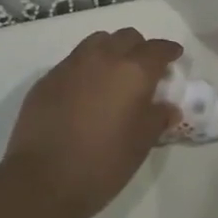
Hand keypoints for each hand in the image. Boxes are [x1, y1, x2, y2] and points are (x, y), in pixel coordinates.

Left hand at [4, 27, 181, 217]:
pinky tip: (84, 91)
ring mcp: (72, 64)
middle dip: (139, 48)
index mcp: (132, 71)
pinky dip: (86, 67)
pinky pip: (73, 61)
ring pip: (98, 41)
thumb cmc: (102, 163)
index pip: (157, 49)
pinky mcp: (48, 78)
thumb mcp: (141, 144)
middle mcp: (103, 58)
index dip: (169, 51)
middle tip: (144, 68)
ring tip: (112, 72)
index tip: (174, 56)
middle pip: (127, 37)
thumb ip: (157, 118)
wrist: (43, 180)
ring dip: (111, 50)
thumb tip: (167, 107)